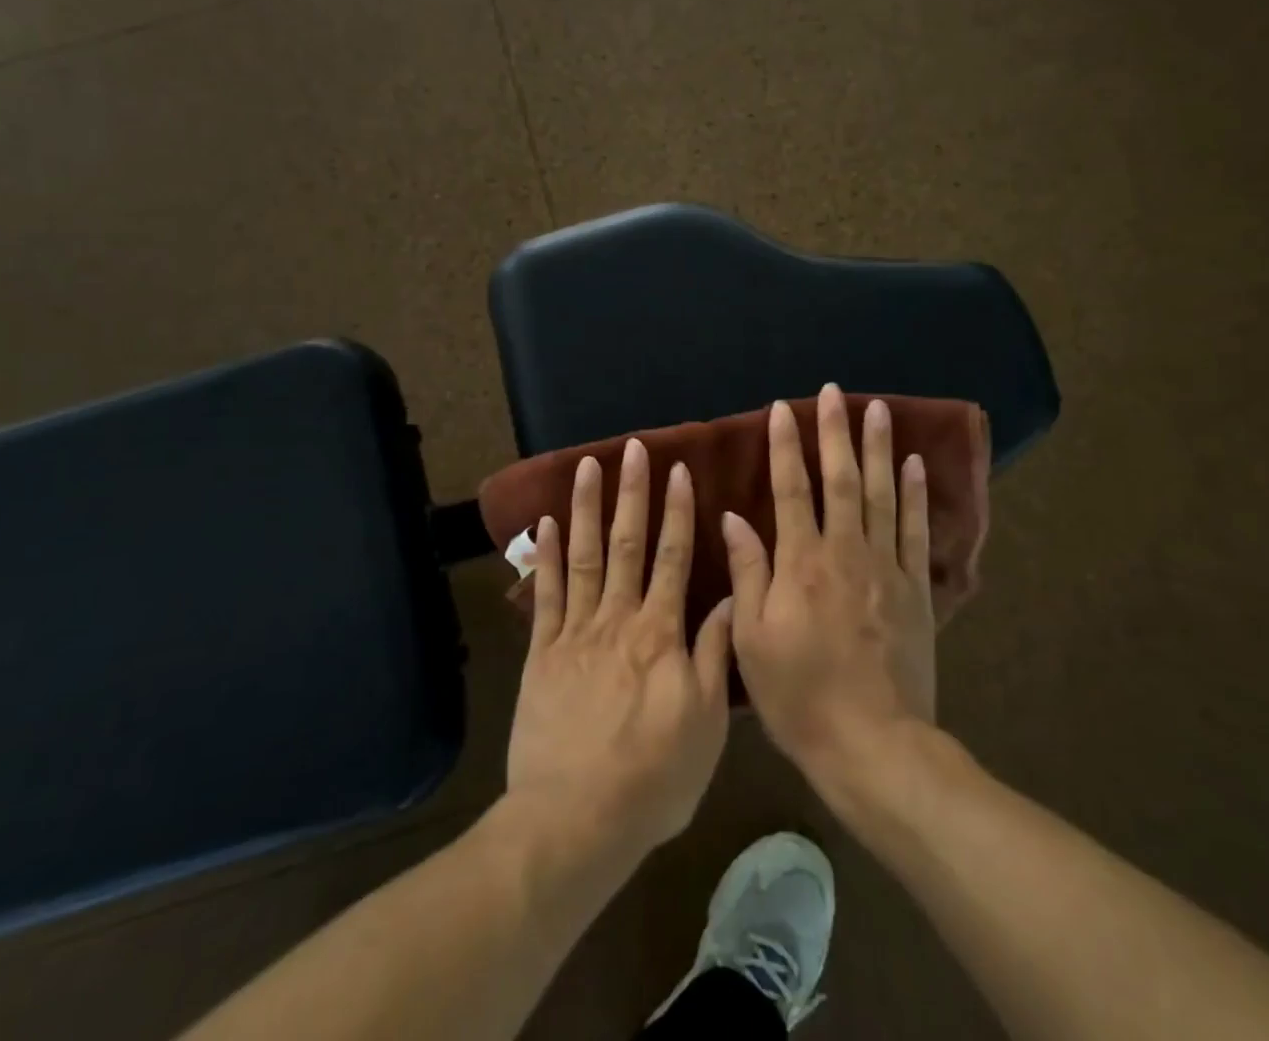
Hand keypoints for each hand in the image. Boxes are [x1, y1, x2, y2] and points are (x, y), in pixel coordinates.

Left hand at [506, 439, 735, 856]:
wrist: (575, 820)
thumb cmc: (653, 777)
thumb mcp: (706, 722)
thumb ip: (714, 654)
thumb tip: (726, 598)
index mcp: (661, 633)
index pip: (674, 558)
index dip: (676, 512)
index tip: (677, 471)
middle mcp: (618, 618)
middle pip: (627, 543)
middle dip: (632, 492)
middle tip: (633, 448)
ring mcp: (575, 632)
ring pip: (584, 556)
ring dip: (588, 508)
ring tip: (589, 466)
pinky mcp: (542, 652)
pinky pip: (545, 594)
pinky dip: (546, 555)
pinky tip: (548, 522)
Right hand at [724, 385, 935, 784]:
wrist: (873, 746)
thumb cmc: (800, 696)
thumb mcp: (753, 641)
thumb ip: (748, 574)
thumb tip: (734, 518)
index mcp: (801, 564)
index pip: (791, 490)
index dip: (785, 446)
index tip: (782, 409)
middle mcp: (845, 553)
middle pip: (841, 480)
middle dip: (835, 432)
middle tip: (833, 392)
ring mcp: (886, 569)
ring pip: (882, 495)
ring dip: (878, 449)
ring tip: (878, 410)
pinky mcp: (915, 590)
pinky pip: (914, 532)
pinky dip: (914, 495)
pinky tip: (914, 465)